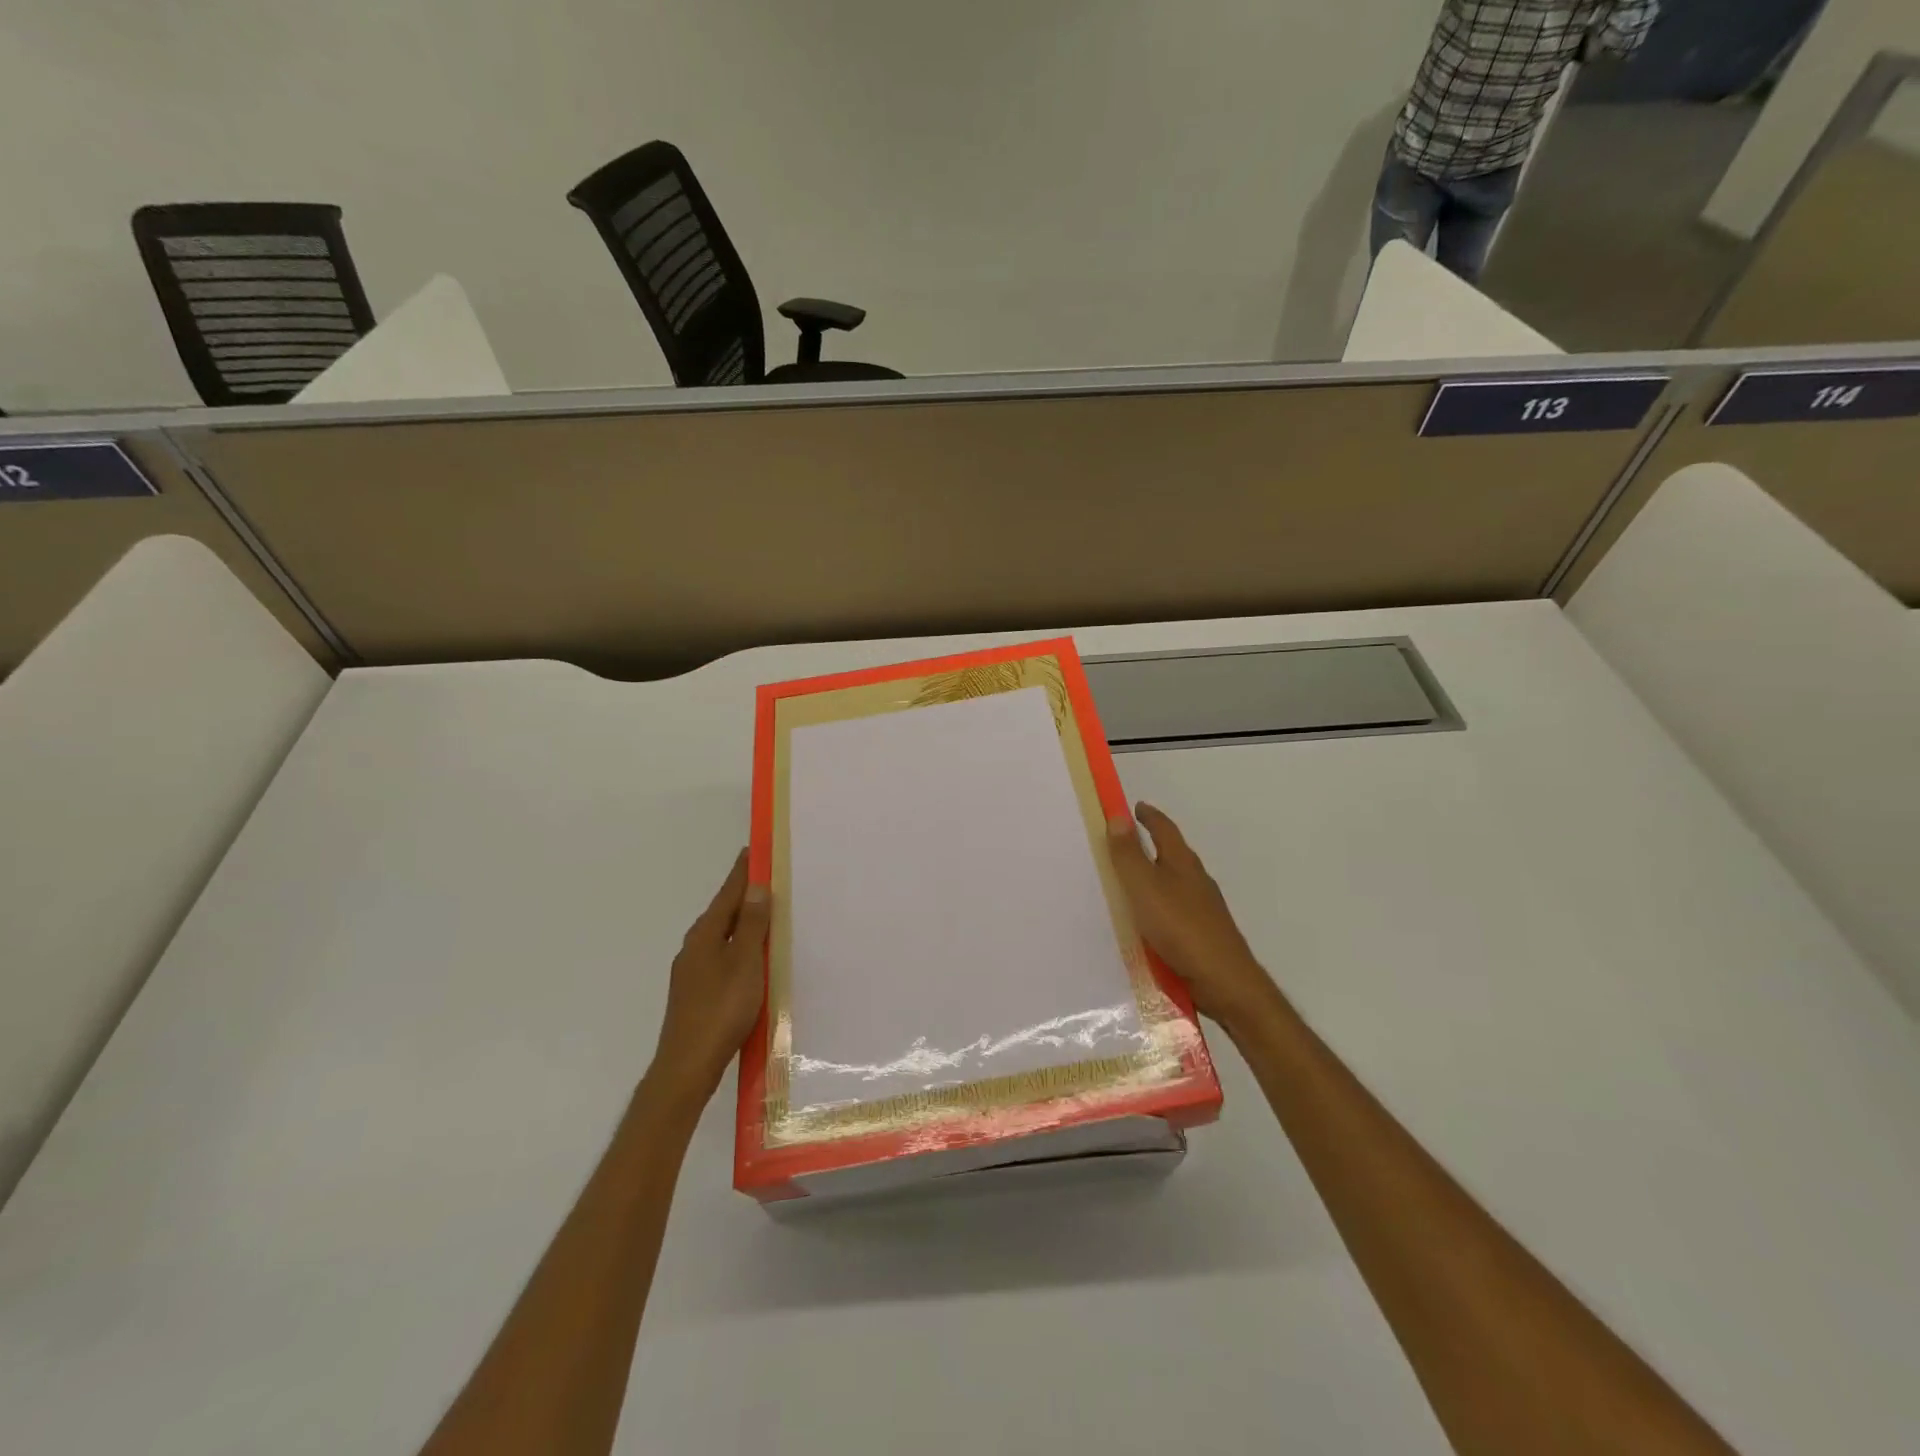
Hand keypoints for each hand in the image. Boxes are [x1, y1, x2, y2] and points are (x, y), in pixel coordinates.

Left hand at [649, 850, 770, 1103]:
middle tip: (770, 877)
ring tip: (768, 914)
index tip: (755, 848)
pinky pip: (723, 957)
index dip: (743, 871)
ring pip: (723, 936)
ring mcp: (692, 972)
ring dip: (744, 923)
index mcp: (705, 934)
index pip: (728, 892)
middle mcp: (694, 947)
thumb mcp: (745, 963)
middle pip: (723, 912)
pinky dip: (740, 947)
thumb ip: (752, 925)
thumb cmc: (721, 1009)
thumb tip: (756, 886)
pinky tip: (754, 959)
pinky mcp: (696, 993)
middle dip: (745, 894)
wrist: (687, 1067)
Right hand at [1106, 802, 1280, 1035]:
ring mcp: (1202, 909)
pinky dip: (1156, 907)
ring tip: (1126, 882)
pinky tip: (1144, 922)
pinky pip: (1173, 911)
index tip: (1133, 807)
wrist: (1224, 982)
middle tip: (1121, 842)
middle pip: (1171, 854)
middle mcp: (1196, 881)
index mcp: (1183, 863)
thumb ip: (1129, 855)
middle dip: (1150, 845)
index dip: (1148, 816)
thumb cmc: (1181, 928)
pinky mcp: (1201, 935)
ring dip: (1153, 877)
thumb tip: (1118, 816)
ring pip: (1173, 884)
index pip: (1164, 829)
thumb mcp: (1145, 888)